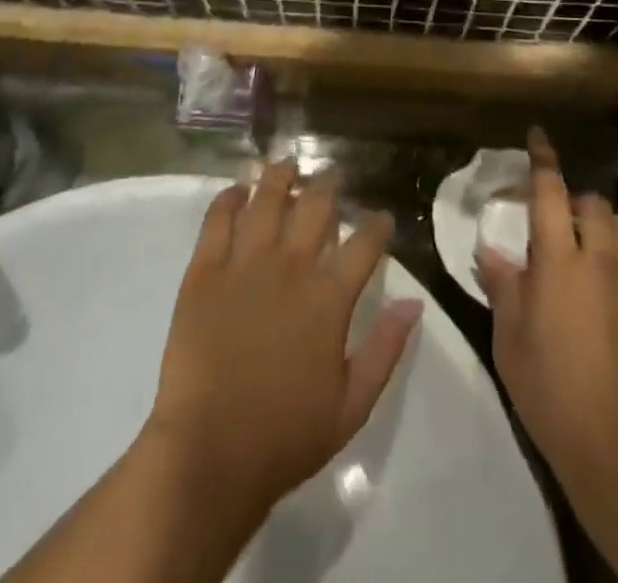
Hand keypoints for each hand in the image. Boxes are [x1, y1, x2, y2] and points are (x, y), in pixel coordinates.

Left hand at [146, 163, 423, 519]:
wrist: (209, 454)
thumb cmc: (285, 435)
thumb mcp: (352, 404)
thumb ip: (386, 348)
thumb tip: (414, 302)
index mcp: (328, 298)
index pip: (364, 243)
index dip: (377, 224)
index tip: (381, 217)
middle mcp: (290, 267)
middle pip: (315, 207)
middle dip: (329, 186)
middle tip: (331, 177)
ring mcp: (244, 264)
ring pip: (267, 200)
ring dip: (280, 176)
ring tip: (286, 164)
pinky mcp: (204, 272)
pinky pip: (217, 220)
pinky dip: (229, 198)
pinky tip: (238, 189)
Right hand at [476, 134, 617, 529]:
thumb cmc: (553, 392)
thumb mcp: (510, 341)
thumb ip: (503, 287)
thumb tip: (490, 249)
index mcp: (558, 260)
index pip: (550, 192)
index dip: (542, 160)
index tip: (538, 135)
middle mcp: (601, 256)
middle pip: (593, 203)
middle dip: (575, 203)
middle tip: (560, 227)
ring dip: (606, 226)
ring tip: (594, 250)